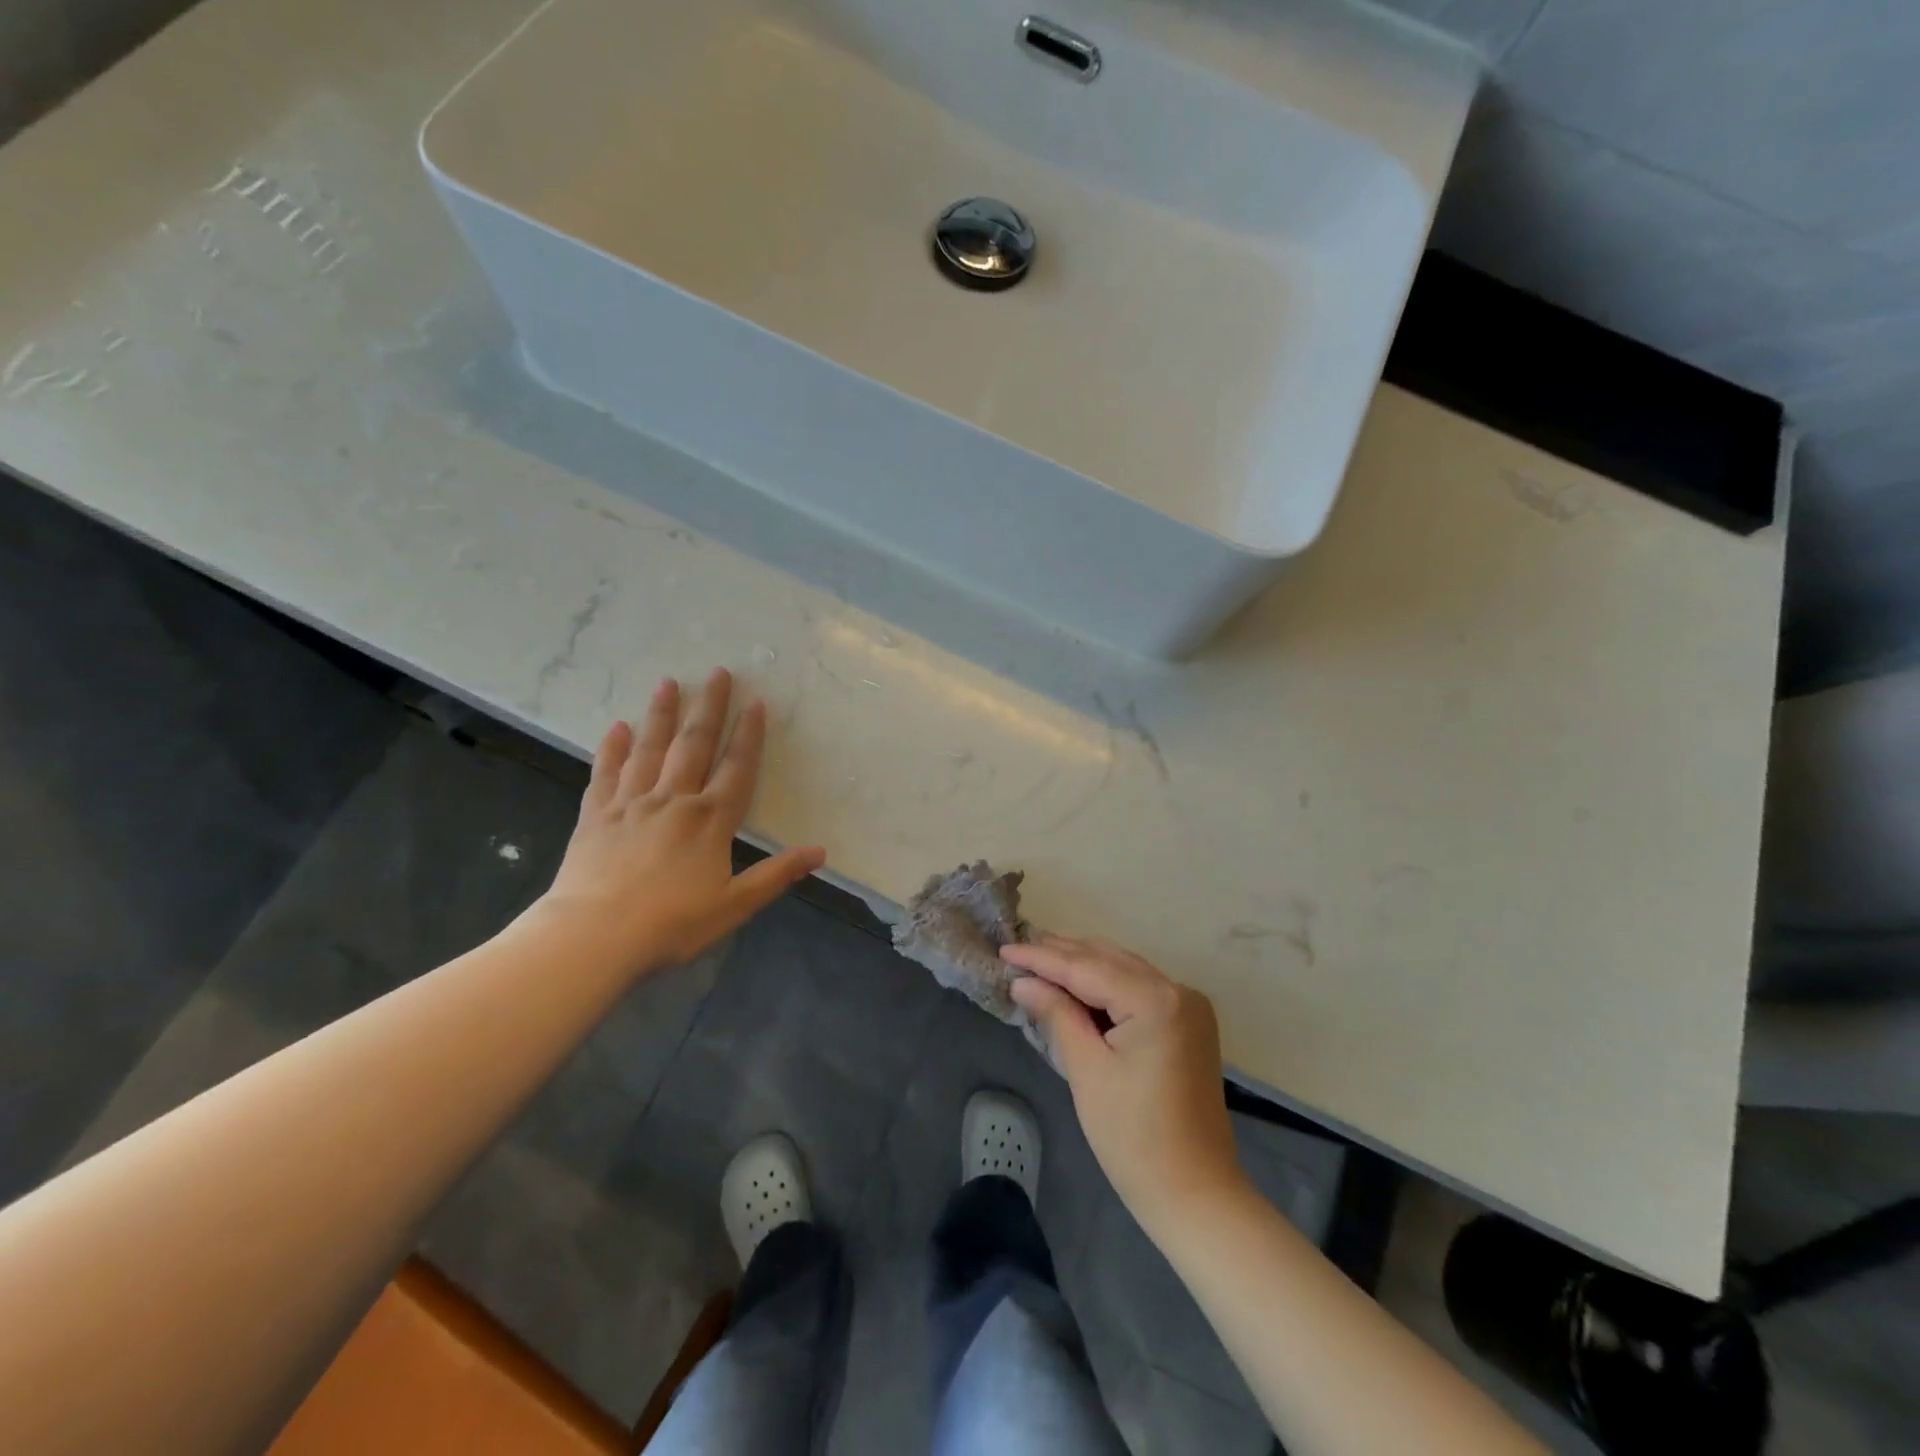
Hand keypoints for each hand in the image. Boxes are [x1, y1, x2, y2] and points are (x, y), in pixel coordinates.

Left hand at [538, 668, 825, 973]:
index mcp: (710, 821)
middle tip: (718, 672)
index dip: (748, 735)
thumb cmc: (671, 924)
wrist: (594, 936)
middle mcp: (673, 800)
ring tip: (669, 682)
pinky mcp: (596, 815)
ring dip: (662, 714)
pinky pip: (606, 773)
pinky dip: (612, 749)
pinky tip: (617, 727)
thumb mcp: (735, 905)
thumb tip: (820, 852)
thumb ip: (776, 874)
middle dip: (709, 708)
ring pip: (650, 749)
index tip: (755, 702)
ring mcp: (631, 804)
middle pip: (693, 746)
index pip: (736, 768)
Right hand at [1005, 936, 1244, 1234]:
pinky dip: (1106, 984)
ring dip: (1083, 966)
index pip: (1086, 968)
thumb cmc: (1133, 1137)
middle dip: (1062, 955)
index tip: (1005, 950)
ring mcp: (1189, 1005)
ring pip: (1124, 969)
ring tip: (1039, 960)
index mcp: (1155, 1001)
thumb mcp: (1087, 1070)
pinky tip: (1077, 985)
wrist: (1195, 1193)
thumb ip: (1056, 1014)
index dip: (1042, 958)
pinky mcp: (1189, 1022)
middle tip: (1018, 950)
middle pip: (1108, 960)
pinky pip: (1139, 988)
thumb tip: (1023, 981)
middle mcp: (1178, 990)